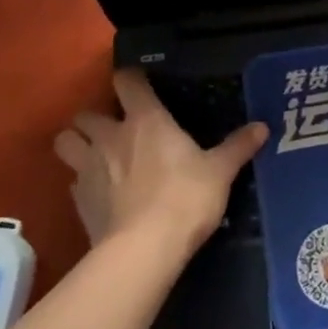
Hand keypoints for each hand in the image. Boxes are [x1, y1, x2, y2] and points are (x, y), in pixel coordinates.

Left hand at [53, 70, 268, 259]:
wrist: (144, 249)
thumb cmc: (185, 199)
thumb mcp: (220, 172)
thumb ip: (238, 146)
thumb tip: (262, 126)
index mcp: (145, 120)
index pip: (127, 81)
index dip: (131, 79)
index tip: (140, 85)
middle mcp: (110, 136)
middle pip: (86, 113)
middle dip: (96, 116)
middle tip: (114, 127)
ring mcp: (88, 168)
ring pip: (65, 142)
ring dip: (76, 143)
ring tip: (94, 153)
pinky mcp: (78, 201)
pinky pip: (72, 181)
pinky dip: (82, 181)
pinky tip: (99, 192)